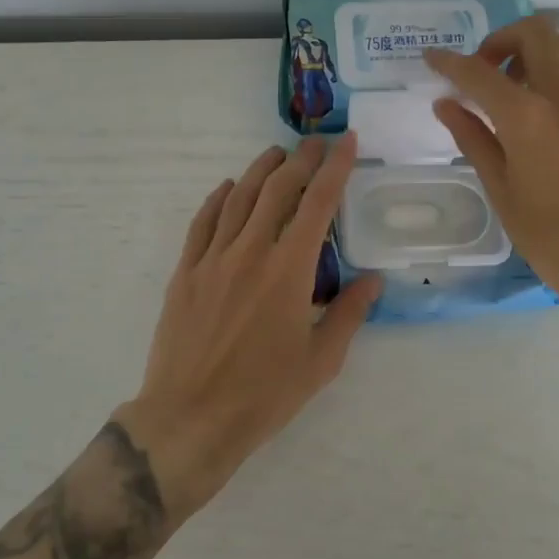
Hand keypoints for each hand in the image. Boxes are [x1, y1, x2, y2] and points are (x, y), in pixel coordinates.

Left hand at [117, 135, 381, 521]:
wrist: (191, 417)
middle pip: (277, 189)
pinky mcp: (185, 272)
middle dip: (300, 159)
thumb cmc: (264, 394)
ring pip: (238, 197)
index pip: (318, 203)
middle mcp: (250, 251)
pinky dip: (217, 199)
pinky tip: (227, 188)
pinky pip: (202, 222)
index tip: (347, 141)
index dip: (335, 167)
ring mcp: (212, 258)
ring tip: (277, 154)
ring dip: (260, 170)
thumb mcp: (321, 360)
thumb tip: (372, 280)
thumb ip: (349, 313)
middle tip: (315, 142)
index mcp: (289, 270)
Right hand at [423, 15, 558, 315]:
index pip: (479, 72)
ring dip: (535, 52)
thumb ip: (472, 137)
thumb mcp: (499, 188)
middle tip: (484, 71)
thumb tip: (446, 104)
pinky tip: (548, 111)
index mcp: (527, 117)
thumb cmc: (548, 235)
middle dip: (500, 40)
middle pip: (533, 33)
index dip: (449, 62)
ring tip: (516, 88)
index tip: (431, 57)